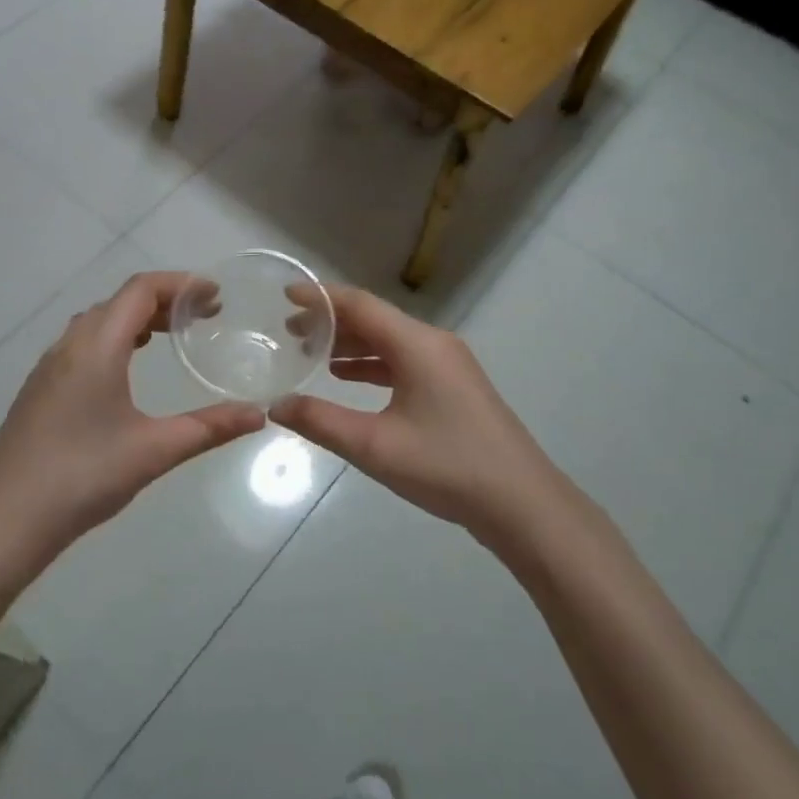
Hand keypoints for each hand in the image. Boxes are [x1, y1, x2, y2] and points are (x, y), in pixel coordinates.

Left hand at [0, 272, 265, 558]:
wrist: (1, 522)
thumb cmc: (81, 477)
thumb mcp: (154, 451)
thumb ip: (209, 427)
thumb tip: (259, 414)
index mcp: (96, 346)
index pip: (140, 290)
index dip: (181, 284)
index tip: (215, 296)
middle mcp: (69, 345)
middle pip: (119, 301)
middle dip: (164, 300)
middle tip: (202, 318)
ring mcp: (48, 368)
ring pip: (97, 322)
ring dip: (136, 318)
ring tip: (170, 336)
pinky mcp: (39, 390)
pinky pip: (82, 344)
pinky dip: (114, 339)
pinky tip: (126, 370)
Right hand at [271, 287, 559, 539]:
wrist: (522, 504)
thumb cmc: (447, 466)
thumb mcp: (375, 446)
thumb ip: (321, 421)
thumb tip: (276, 405)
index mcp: (417, 344)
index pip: (360, 305)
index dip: (321, 297)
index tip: (286, 294)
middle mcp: (434, 343)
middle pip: (375, 319)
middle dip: (331, 322)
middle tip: (290, 331)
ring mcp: (448, 365)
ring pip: (390, 341)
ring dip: (351, 344)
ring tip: (311, 354)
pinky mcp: (454, 387)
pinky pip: (404, 361)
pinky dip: (372, 364)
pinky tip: (347, 379)